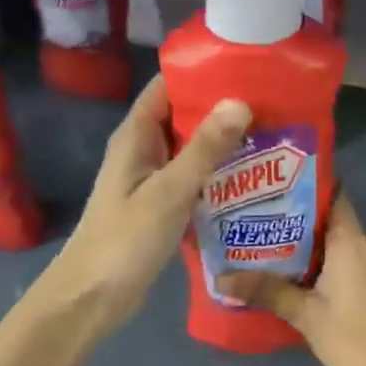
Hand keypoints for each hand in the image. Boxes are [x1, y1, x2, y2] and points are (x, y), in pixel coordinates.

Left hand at [45, 76, 249, 332]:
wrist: (93, 297)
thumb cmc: (125, 240)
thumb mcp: (169, 191)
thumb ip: (204, 149)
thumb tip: (240, 102)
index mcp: (136, 136)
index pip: (168, 87)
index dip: (203, 73)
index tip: (247, 68)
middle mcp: (143, 151)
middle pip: (184, 116)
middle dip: (223, 109)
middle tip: (272, 105)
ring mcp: (152, 180)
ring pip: (192, 150)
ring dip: (224, 144)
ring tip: (272, 136)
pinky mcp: (161, 206)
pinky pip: (193, 180)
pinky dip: (218, 175)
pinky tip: (252, 180)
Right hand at [218, 193, 365, 365]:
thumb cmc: (352, 336)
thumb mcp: (304, 314)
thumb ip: (265, 291)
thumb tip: (220, 279)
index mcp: (351, 240)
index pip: (331, 194)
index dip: (302, 186)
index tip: (271, 185)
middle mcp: (365, 243)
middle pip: (328, 218)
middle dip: (293, 218)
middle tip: (256, 218)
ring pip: (335, 241)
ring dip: (305, 243)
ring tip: (265, 244)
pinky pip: (344, 258)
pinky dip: (320, 260)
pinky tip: (292, 273)